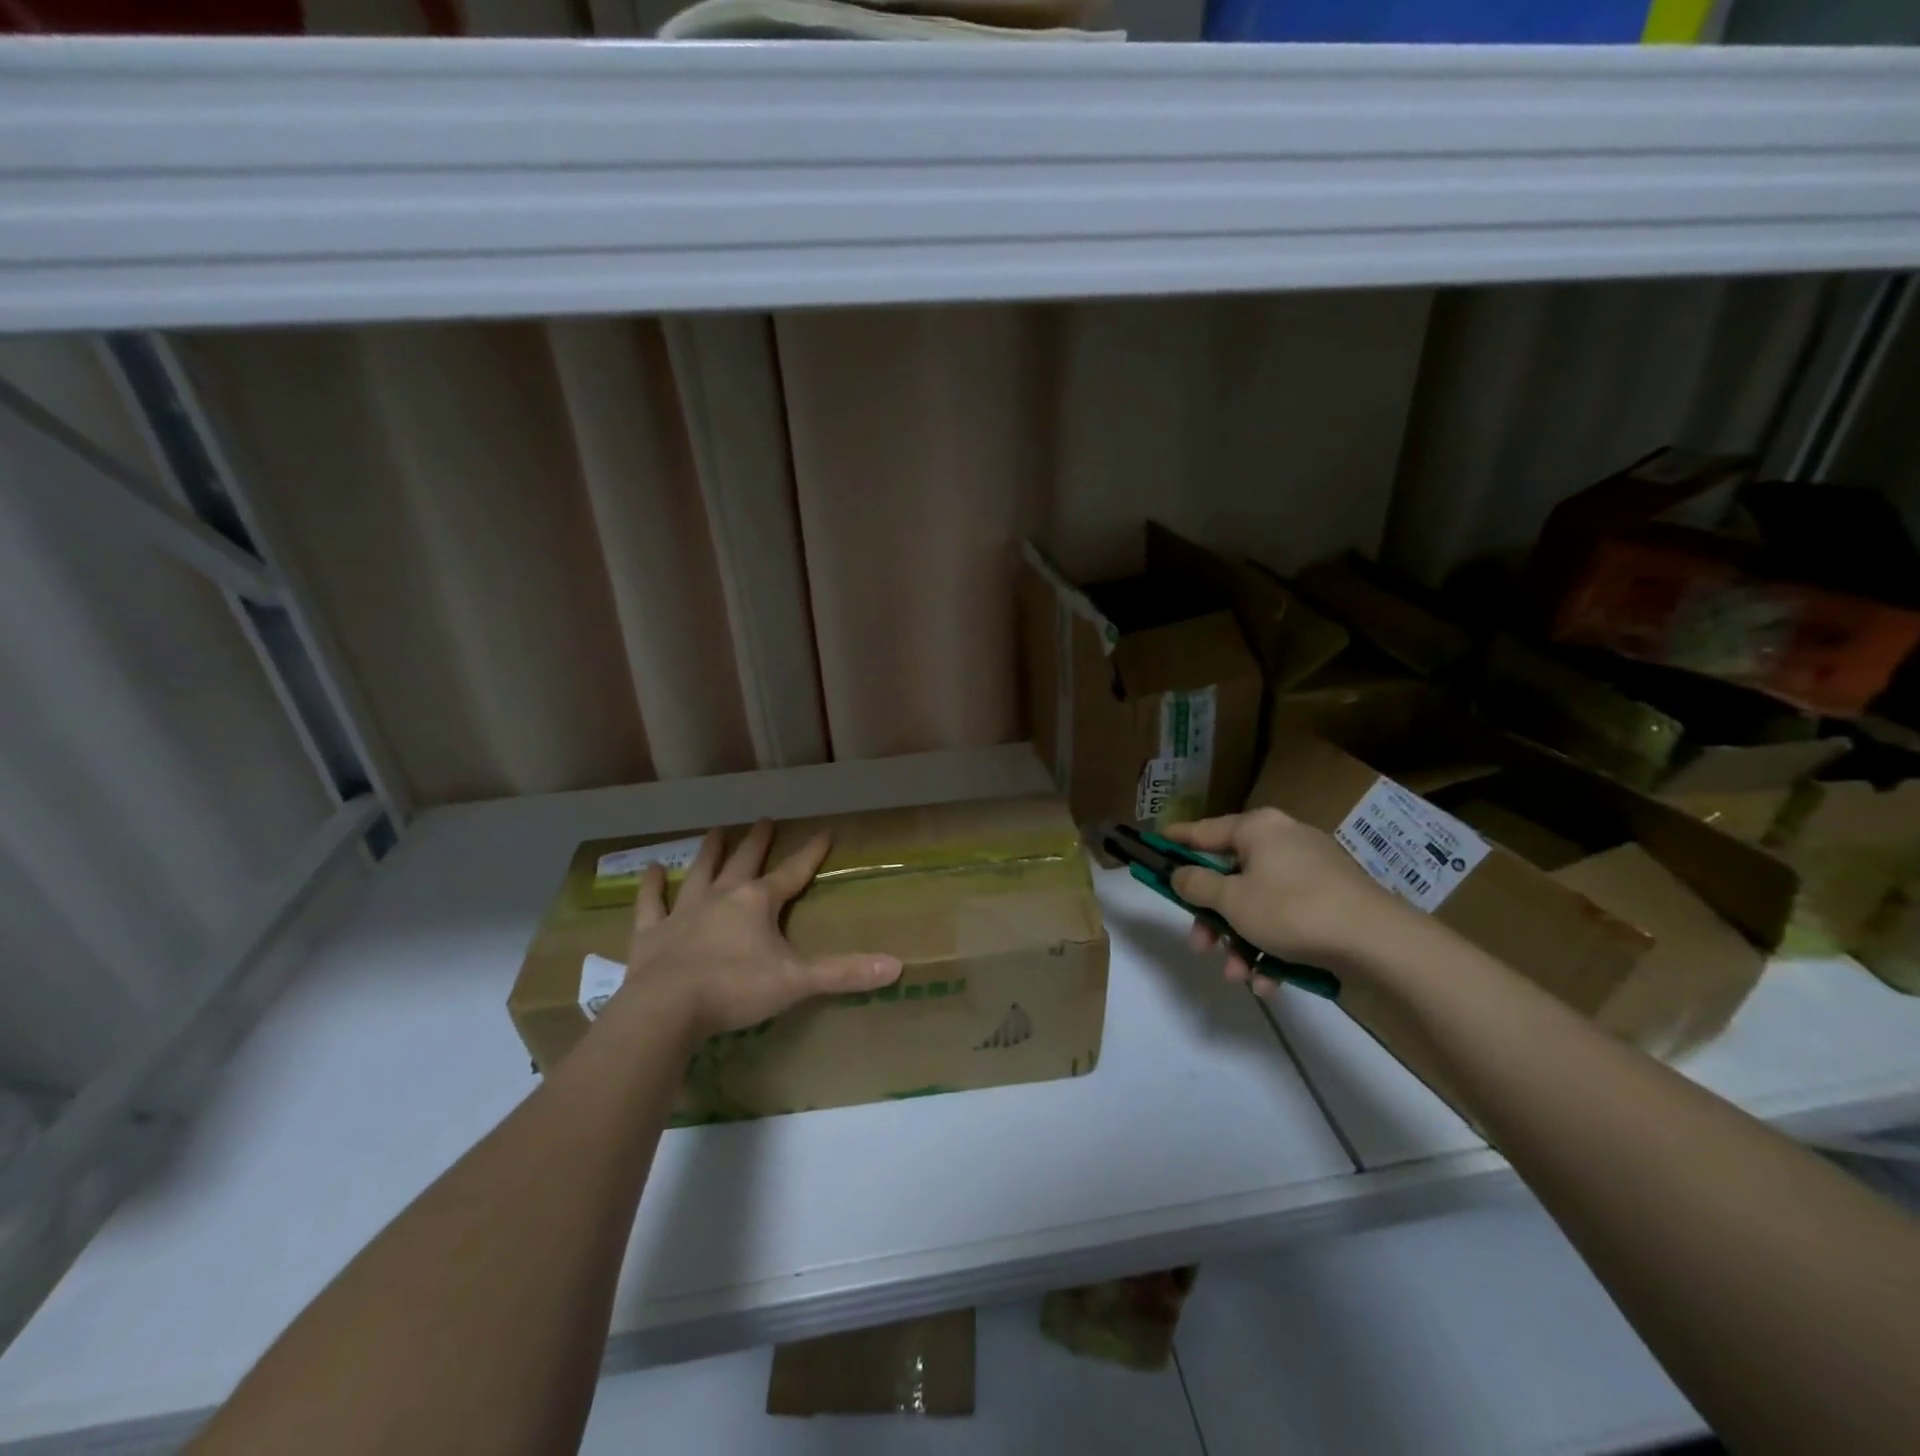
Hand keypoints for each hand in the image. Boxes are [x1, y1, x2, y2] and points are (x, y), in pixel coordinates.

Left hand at [607, 820, 901, 1041]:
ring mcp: (684, 912)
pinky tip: (650, 869)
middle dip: (758, 842)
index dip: (811, 852)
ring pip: (700, 873)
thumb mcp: (797, 981)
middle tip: (765, 820)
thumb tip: (897, 966)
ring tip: (715, 832)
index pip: (793, 872)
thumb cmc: (736, 989)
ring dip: (709, 853)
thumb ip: (844, 972)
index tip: (824, 830)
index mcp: (758, 902)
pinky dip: (650, 887)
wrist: (667, 1009)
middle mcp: (722, 897)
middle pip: (744, 862)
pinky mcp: (651, 934)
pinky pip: (650, 904)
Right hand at [1165, 808, 1414, 994]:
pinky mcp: (1332, 900)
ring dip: (1241, 941)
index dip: (1176, 841)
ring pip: (1258, 904)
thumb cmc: (1293, 909)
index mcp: (1258, 829)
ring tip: (1238, 975)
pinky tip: (1268, 981)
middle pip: (1231, 876)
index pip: (1204, 831)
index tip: (1154, 845)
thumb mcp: (1232, 900)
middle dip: (1213, 917)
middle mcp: (1284, 842)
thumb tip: (1179, 874)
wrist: (1379, 942)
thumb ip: (1197, 886)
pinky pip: (1287, 919)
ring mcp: (1311, 871)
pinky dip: (1273, 947)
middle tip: (1199, 945)